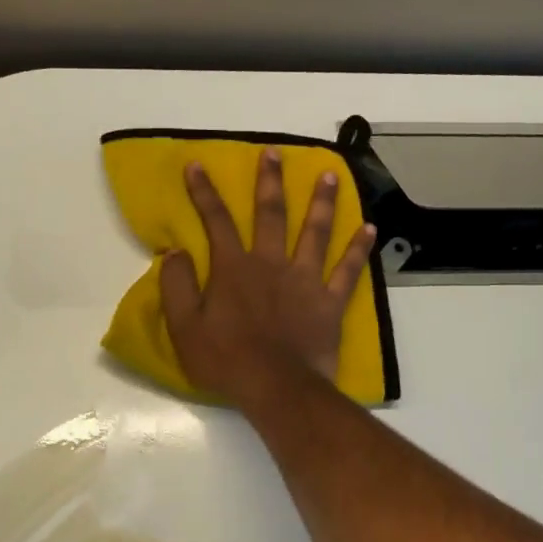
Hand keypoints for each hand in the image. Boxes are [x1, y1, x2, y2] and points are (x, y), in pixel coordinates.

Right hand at [161, 148, 376, 404]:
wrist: (277, 388)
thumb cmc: (226, 359)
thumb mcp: (184, 326)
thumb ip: (177, 285)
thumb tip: (173, 251)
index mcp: (234, 268)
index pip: (215, 221)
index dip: (204, 192)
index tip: (197, 165)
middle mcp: (271, 264)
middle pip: (271, 214)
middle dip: (270, 181)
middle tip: (274, 153)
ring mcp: (305, 280)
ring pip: (315, 232)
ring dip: (322, 202)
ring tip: (330, 175)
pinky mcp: (330, 302)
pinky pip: (348, 271)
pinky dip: (358, 249)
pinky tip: (369, 228)